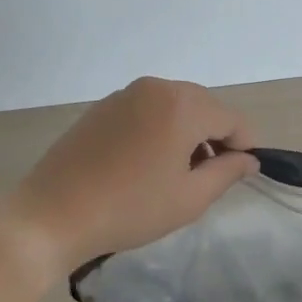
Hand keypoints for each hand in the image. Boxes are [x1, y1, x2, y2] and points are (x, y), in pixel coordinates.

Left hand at [0, 76, 259, 270]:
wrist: (53, 214)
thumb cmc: (130, 208)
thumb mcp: (189, 198)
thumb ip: (227, 172)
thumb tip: (248, 159)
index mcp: (181, 105)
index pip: (230, 118)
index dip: (244, 145)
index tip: (243, 173)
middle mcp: (155, 87)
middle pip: (202, 106)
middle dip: (214, 136)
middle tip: (210, 176)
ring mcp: (125, 94)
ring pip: (173, 106)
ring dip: (186, 132)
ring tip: (177, 172)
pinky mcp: (102, 107)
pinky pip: (146, 110)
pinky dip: (159, 129)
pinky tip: (146, 163)